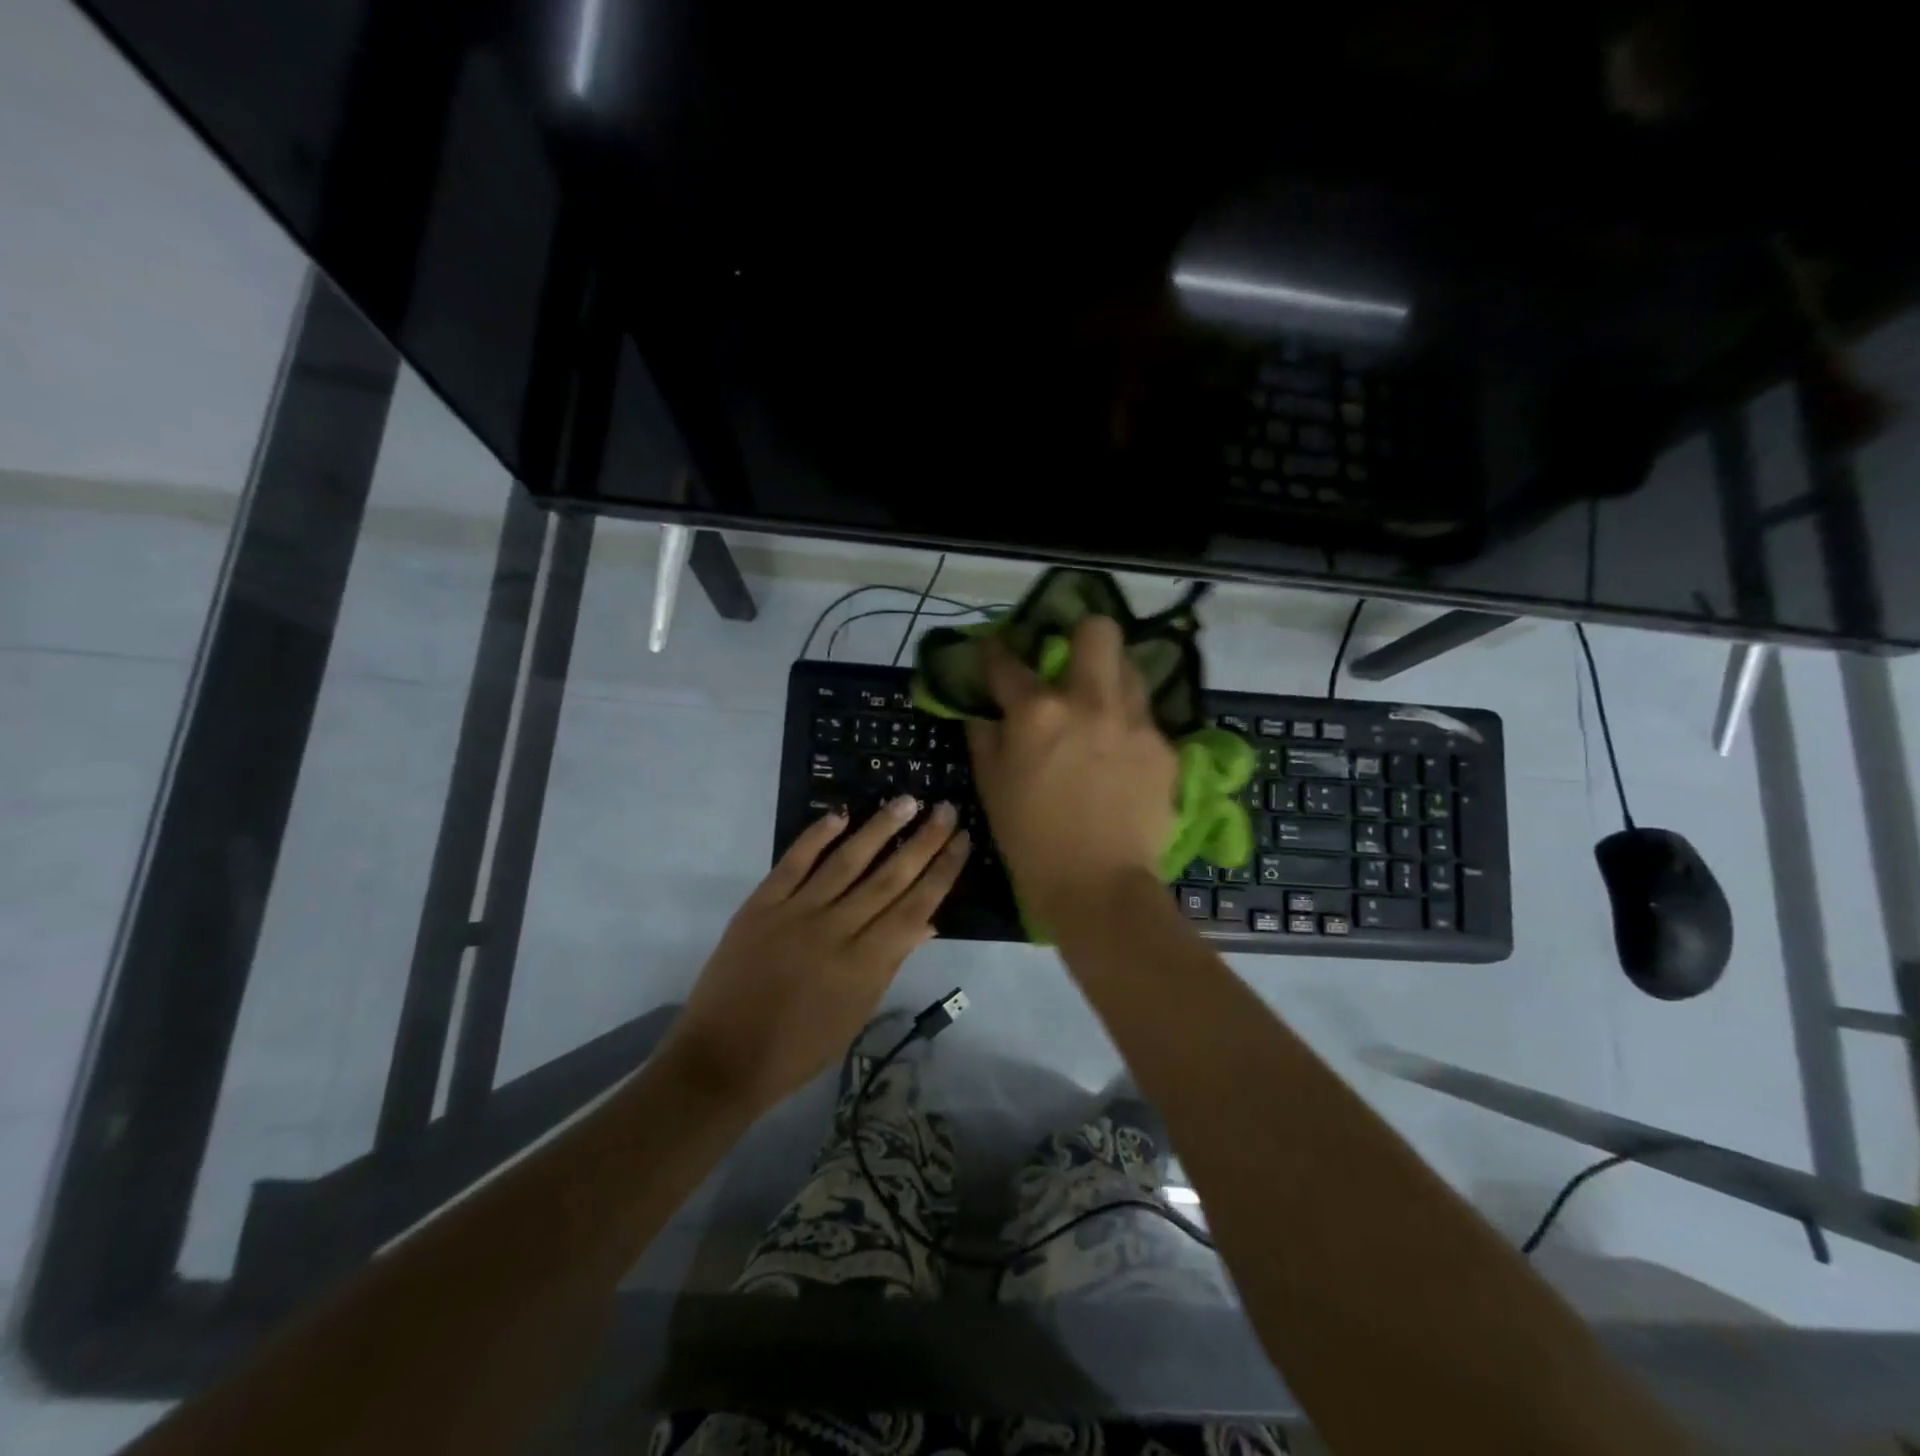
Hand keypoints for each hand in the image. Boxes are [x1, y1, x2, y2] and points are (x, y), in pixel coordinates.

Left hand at [660, 796, 969, 1113]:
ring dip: (879, 829)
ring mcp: (796, 913)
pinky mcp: (761, 905)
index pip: (914, 907)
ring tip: (907, 801)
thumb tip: (927, 923)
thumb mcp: (857, 1014)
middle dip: (923, 842)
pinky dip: (816, 836)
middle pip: (888, 878)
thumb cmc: (799, 1048)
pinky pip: (793, 862)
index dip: (942, 872)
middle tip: (946, 809)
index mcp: (864, 964)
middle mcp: (836, 930)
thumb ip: (891, 964)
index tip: (962, 841)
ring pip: (846, 861)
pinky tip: (840, 814)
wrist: (723, 1058)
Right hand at [965, 615, 1175, 927]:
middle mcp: (1090, 701)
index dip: (996, 652)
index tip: (996, 650)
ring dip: (1110, 678)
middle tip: (1071, 658)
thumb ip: (985, 737)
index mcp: (1038, 711)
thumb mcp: (991, 787)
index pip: (1009, 662)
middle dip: (1081, 633)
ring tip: (1100, 706)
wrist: (1098, 887)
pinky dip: (1128, 727)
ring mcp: (1134, 721)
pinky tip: (1121, 757)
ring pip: (1130, 668)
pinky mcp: (1163, 747)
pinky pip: (1145, 718)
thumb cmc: (1030, 841)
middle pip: (1097, 630)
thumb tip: (986, 712)